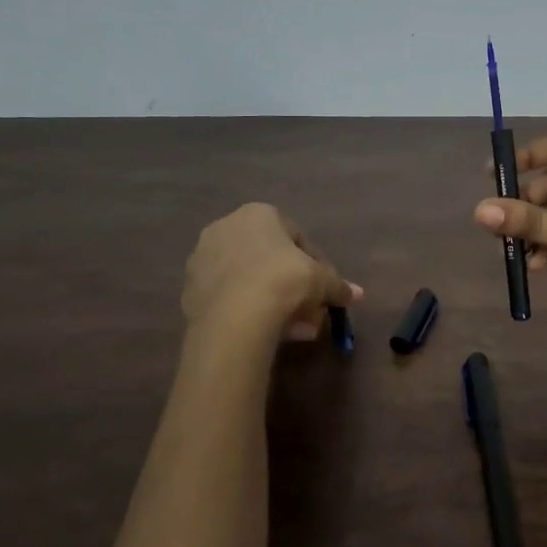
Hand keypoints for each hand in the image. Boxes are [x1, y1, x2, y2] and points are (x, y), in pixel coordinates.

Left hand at [183, 203, 361, 339]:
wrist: (235, 316)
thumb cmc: (284, 281)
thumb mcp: (322, 281)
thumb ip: (338, 285)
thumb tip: (357, 294)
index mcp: (258, 214)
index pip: (295, 236)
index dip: (315, 265)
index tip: (323, 289)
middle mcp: (226, 228)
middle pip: (269, 259)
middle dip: (292, 286)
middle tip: (309, 311)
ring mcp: (202, 259)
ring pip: (248, 280)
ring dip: (272, 301)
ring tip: (293, 330)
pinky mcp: (189, 290)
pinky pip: (229, 298)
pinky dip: (247, 311)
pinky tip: (265, 333)